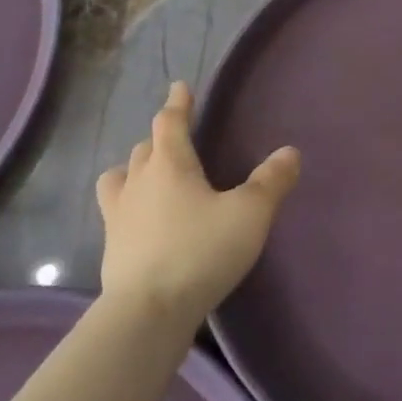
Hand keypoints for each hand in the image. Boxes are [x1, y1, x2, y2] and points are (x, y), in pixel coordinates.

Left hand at [95, 81, 300, 327]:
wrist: (148, 313)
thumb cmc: (201, 251)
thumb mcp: (249, 214)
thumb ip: (271, 182)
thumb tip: (290, 152)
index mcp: (170, 164)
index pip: (170, 122)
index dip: (177, 103)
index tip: (179, 87)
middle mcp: (138, 182)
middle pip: (145, 148)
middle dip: (159, 138)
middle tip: (175, 138)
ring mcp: (118, 216)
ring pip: (120, 178)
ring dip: (134, 170)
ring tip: (149, 177)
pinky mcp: (111, 249)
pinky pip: (117, 213)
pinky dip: (130, 207)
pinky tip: (144, 224)